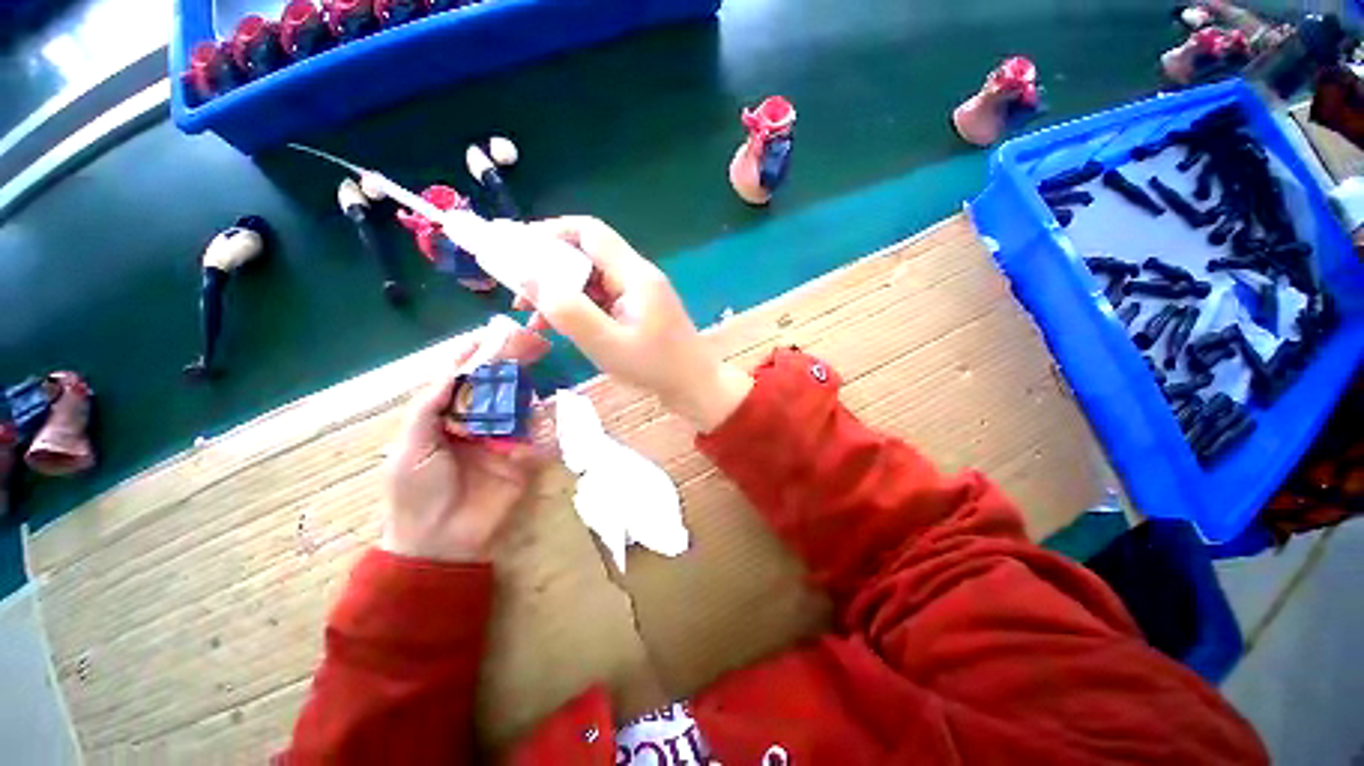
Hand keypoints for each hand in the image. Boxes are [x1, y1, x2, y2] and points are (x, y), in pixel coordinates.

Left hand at [379, 329, 549, 562]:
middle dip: (509, 364)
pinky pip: (537, 435)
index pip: (462, 380)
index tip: (489, 334)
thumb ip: (430, 406)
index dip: (474, 357)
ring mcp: (502, 440)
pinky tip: (545, 408)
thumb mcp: (411, 446)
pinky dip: (543, 422)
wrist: (440, 541)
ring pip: (518, 406)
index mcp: (445, 418)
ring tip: (537, 366)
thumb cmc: (416, 491)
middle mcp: (476, 423)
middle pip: (495, 388)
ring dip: (527, 387)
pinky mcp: (523, 459)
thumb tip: (453, 369)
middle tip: (527, 341)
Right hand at [518, 216, 752, 431]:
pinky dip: (580, 306)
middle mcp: (638, 275)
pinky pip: (603, 297)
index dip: (550, 232)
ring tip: (532, 315)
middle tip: (520, 291)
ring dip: (562, 291)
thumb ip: (568, 311)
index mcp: (634, 275)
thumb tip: (528, 277)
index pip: (589, 232)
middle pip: (588, 253)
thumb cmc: (654, 368)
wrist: (695, 386)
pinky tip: (562, 326)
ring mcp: (640, 293)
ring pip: (592, 278)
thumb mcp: (606, 344)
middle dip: (550, 268)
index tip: (517, 251)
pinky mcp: (639, 309)